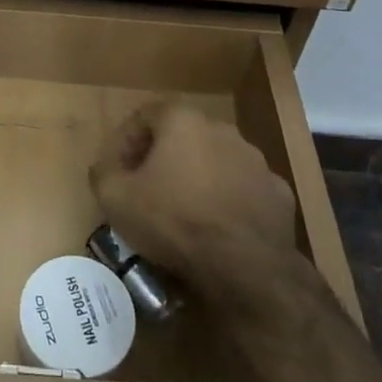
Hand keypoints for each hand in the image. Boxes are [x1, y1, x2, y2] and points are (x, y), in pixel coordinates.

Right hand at [90, 103, 297, 295]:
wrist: (245, 266)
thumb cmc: (174, 221)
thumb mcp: (116, 199)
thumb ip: (104, 173)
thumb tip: (106, 167)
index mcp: (183, 121)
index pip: (146, 115)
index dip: (126, 140)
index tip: (119, 170)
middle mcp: (222, 129)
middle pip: (183, 135)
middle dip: (163, 157)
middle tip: (148, 189)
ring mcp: (255, 160)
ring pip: (217, 161)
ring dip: (199, 177)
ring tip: (185, 211)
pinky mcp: (277, 192)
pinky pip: (244, 190)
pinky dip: (230, 201)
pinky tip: (219, 229)